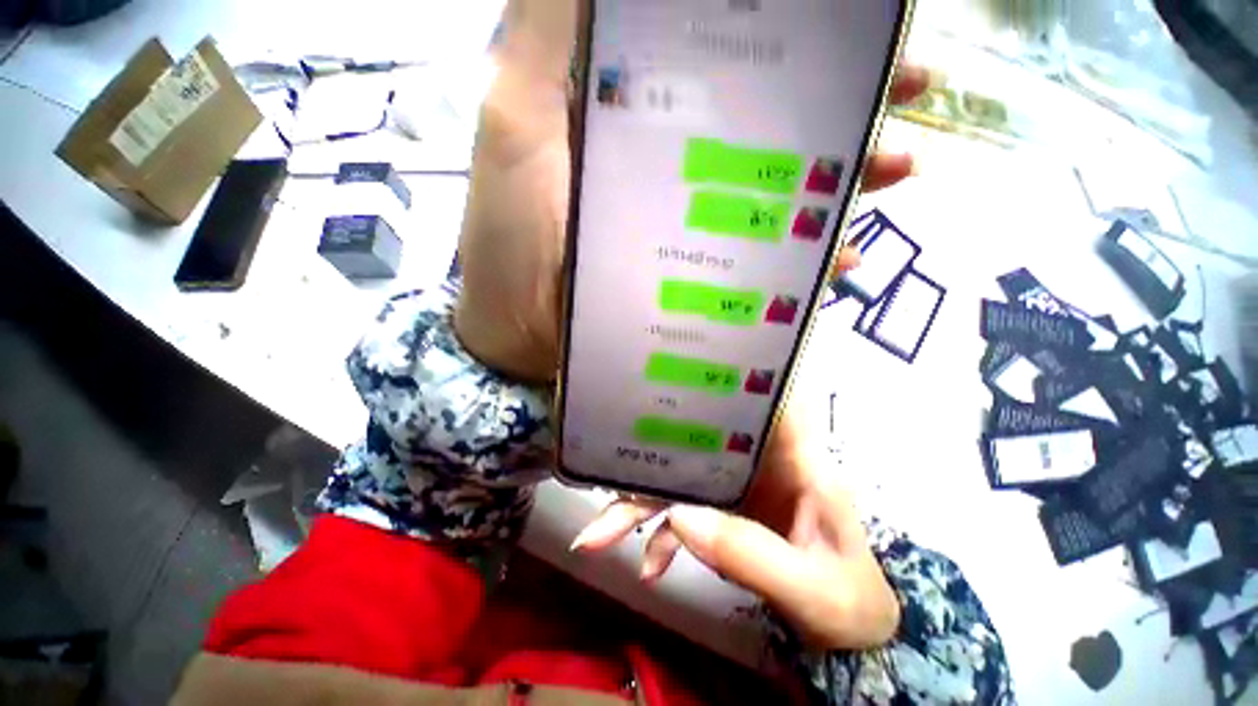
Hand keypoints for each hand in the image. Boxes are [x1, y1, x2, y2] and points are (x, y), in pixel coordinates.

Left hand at [453, 0, 929, 381]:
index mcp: (643, 114)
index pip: (733, 52)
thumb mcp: (516, 116)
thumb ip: (548, 28)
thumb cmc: (511, 234)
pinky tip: (841, 257)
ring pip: (781, 190)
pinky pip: (766, 262)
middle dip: (845, 100)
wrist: (518, 330)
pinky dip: (806, 256)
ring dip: (847, 177)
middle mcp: (677, 163)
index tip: (857, 20)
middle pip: (773, 119)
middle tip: (911, 89)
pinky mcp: (697, 279)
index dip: (797, 31)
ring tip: (904, 168)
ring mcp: (693, 226)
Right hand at [571, 402, 899, 649]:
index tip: (677, 365)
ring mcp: (738, 483)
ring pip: (681, 477)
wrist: (849, 632)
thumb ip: (749, 554)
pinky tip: (649, 565)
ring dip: (640, 503)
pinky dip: (662, 534)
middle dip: (652, 460)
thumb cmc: (848, 602)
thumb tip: (679, 517)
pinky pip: (684, 511)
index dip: (726, 371)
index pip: (763, 394)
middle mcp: (760, 459)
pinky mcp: (725, 509)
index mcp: (795, 458)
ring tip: (600, 536)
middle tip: (606, 486)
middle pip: (697, 442)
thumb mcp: (810, 587)